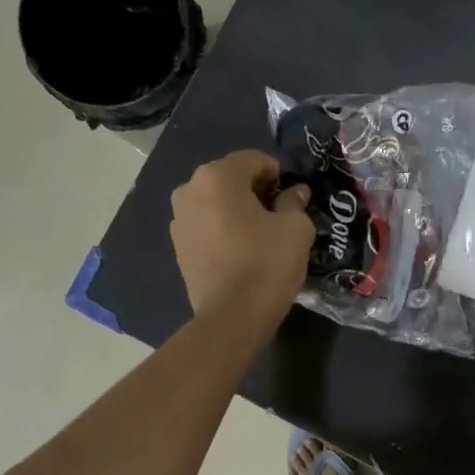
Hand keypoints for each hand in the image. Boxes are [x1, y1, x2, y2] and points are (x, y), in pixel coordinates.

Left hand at [170, 151, 313, 329]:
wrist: (232, 315)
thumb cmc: (267, 264)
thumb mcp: (296, 229)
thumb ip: (295, 202)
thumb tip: (295, 192)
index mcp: (218, 177)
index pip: (253, 159)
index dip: (278, 173)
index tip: (293, 196)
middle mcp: (189, 189)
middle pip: (229, 178)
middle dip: (254, 190)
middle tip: (278, 215)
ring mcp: (179, 219)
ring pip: (215, 203)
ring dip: (236, 211)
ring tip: (259, 235)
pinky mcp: (178, 246)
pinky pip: (206, 226)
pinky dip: (223, 230)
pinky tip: (241, 252)